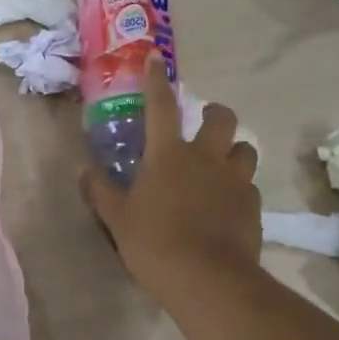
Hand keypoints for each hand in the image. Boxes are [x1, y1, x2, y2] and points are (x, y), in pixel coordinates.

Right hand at [82, 56, 261, 304]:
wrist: (208, 280)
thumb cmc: (154, 243)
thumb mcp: (117, 218)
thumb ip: (100, 191)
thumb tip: (83, 171)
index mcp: (168, 154)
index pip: (160, 106)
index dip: (156, 80)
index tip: (155, 59)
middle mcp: (206, 158)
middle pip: (222, 118)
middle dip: (214, 113)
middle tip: (204, 122)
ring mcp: (235, 181)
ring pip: (245, 149)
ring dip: (233, 150)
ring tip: (220, 165)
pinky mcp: (254, 206)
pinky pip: (249, 185)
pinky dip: (239, 187)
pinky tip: (227, 205)